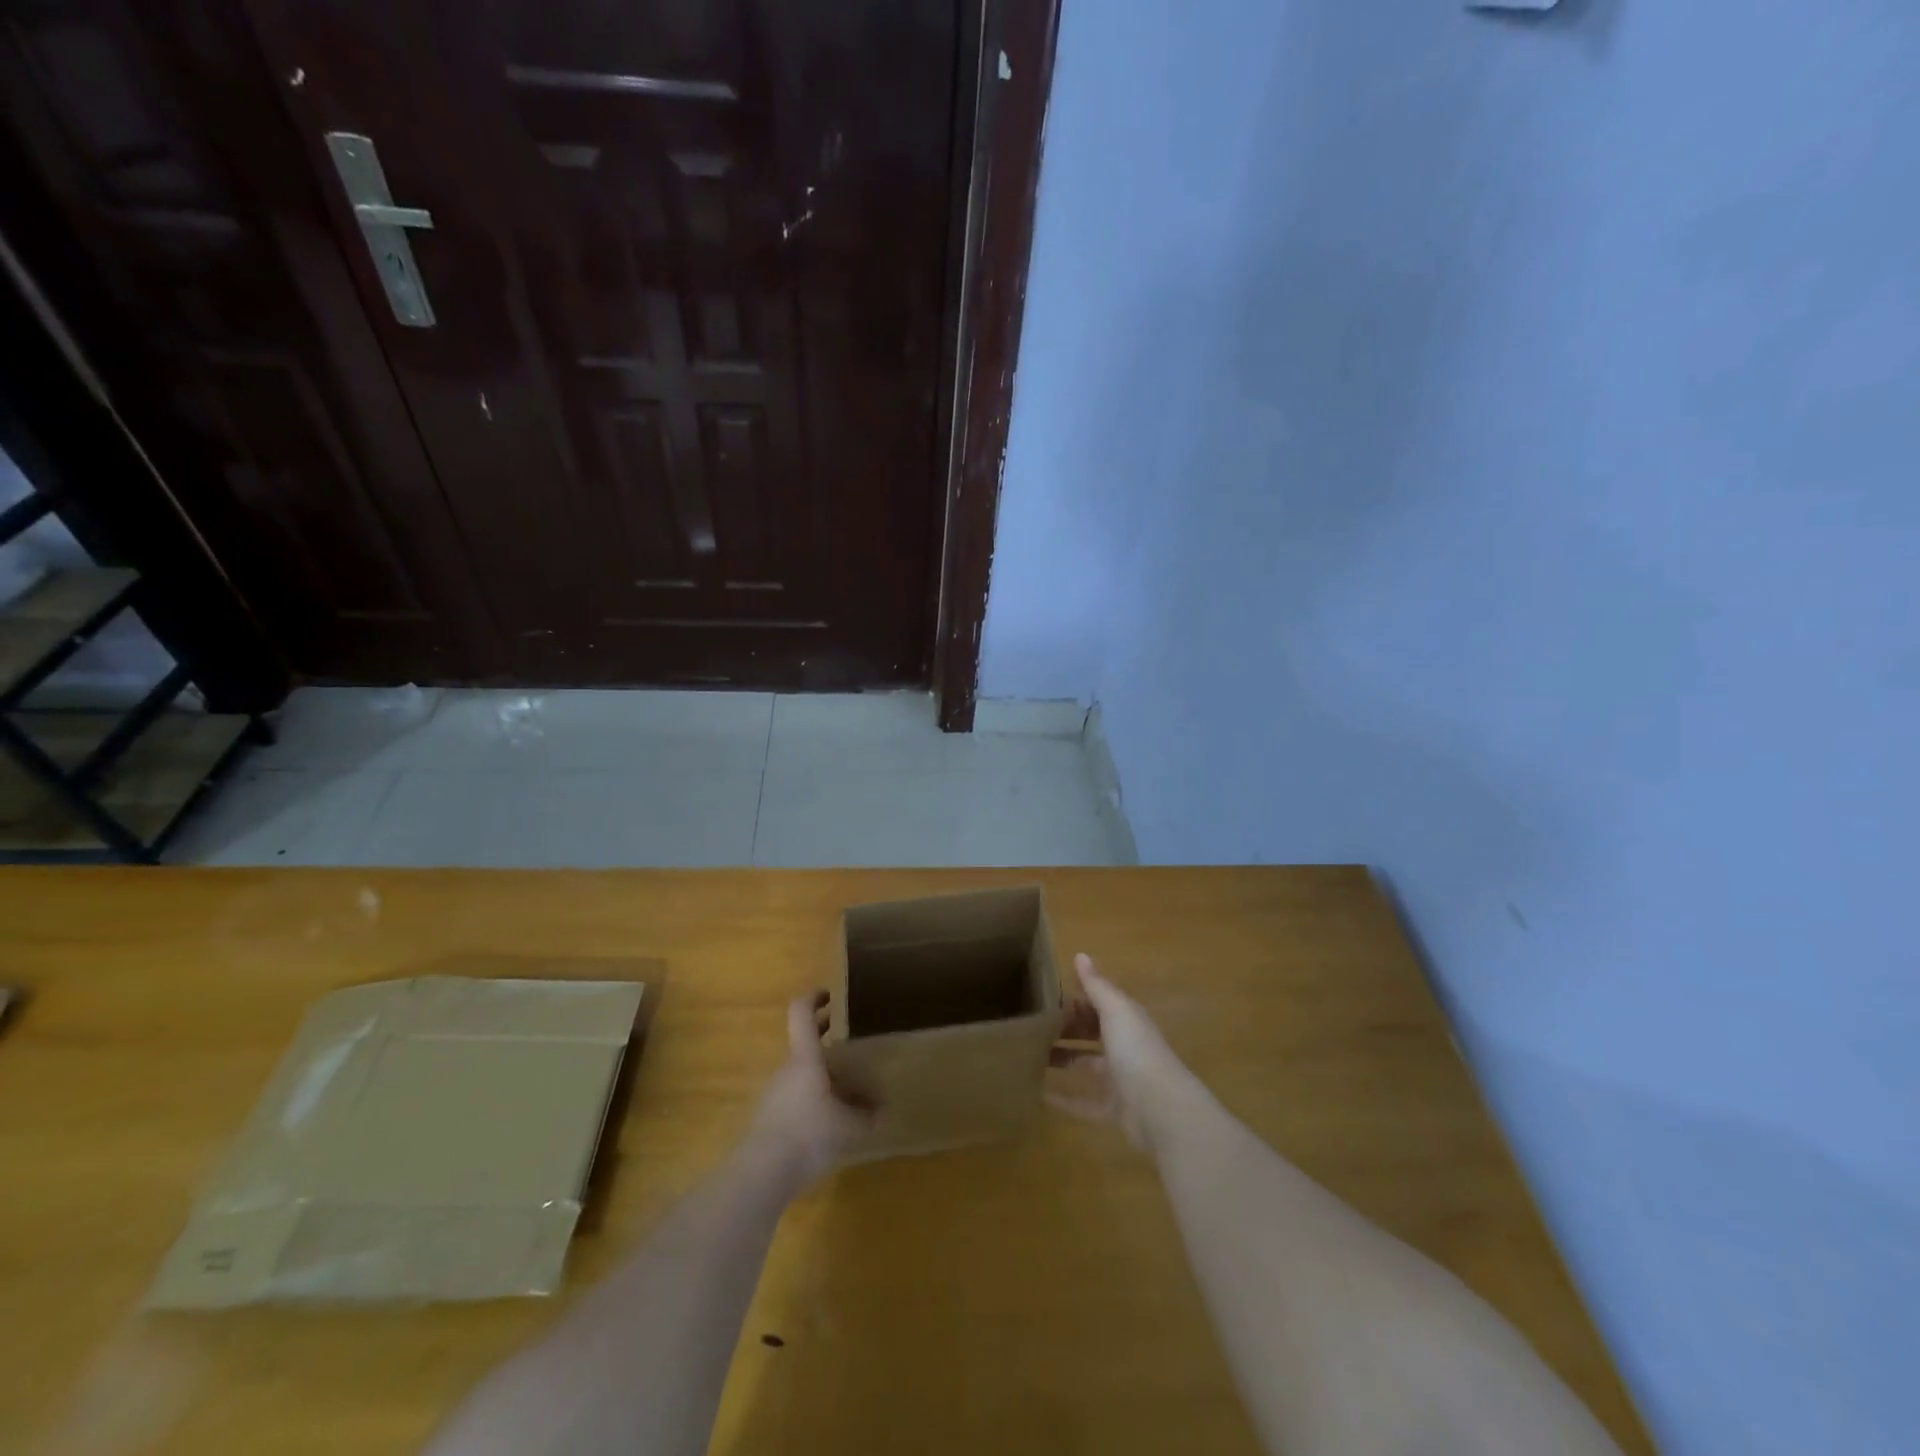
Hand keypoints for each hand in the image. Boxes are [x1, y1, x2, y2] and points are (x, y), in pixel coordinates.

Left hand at [745, 992, 872, 1187]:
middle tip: (845, 1040)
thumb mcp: (847, 1125)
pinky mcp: (767, 1118)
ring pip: (799, 1072)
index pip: (801, 1013)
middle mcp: (786, 1069)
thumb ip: (866, 1116)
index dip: (813, 998)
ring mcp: (773, 1093)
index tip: (829, 996)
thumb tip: (882, 1110)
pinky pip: (793, 1097)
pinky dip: (810, 1098)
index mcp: (805, 1058)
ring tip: (844, 1089)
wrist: (761, 1172)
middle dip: (823, 1038)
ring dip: (818, 1073)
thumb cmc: (808, 1133)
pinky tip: (827, 1121)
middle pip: (803, 1044)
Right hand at [1048, 954, 1194, 1151]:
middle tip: (1032, 1025)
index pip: (1098, 1003)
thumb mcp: (1115, 1010)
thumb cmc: (1135, 1050)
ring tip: (1030, 1056)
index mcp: (1126, 1020)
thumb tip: (1080, 954)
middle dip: (1066, 1028)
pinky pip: (1084, 1103)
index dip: (1074, 998)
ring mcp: (1120, 1079)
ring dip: (1063, 1060)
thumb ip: (1096, 985)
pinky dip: (1064, 1100)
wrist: (1161, 1109)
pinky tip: (1040, 1096)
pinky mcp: (1114, 1110)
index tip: (1042, 996)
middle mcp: (1124, 1046)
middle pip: (1092, 1032)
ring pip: (1087, 1065)